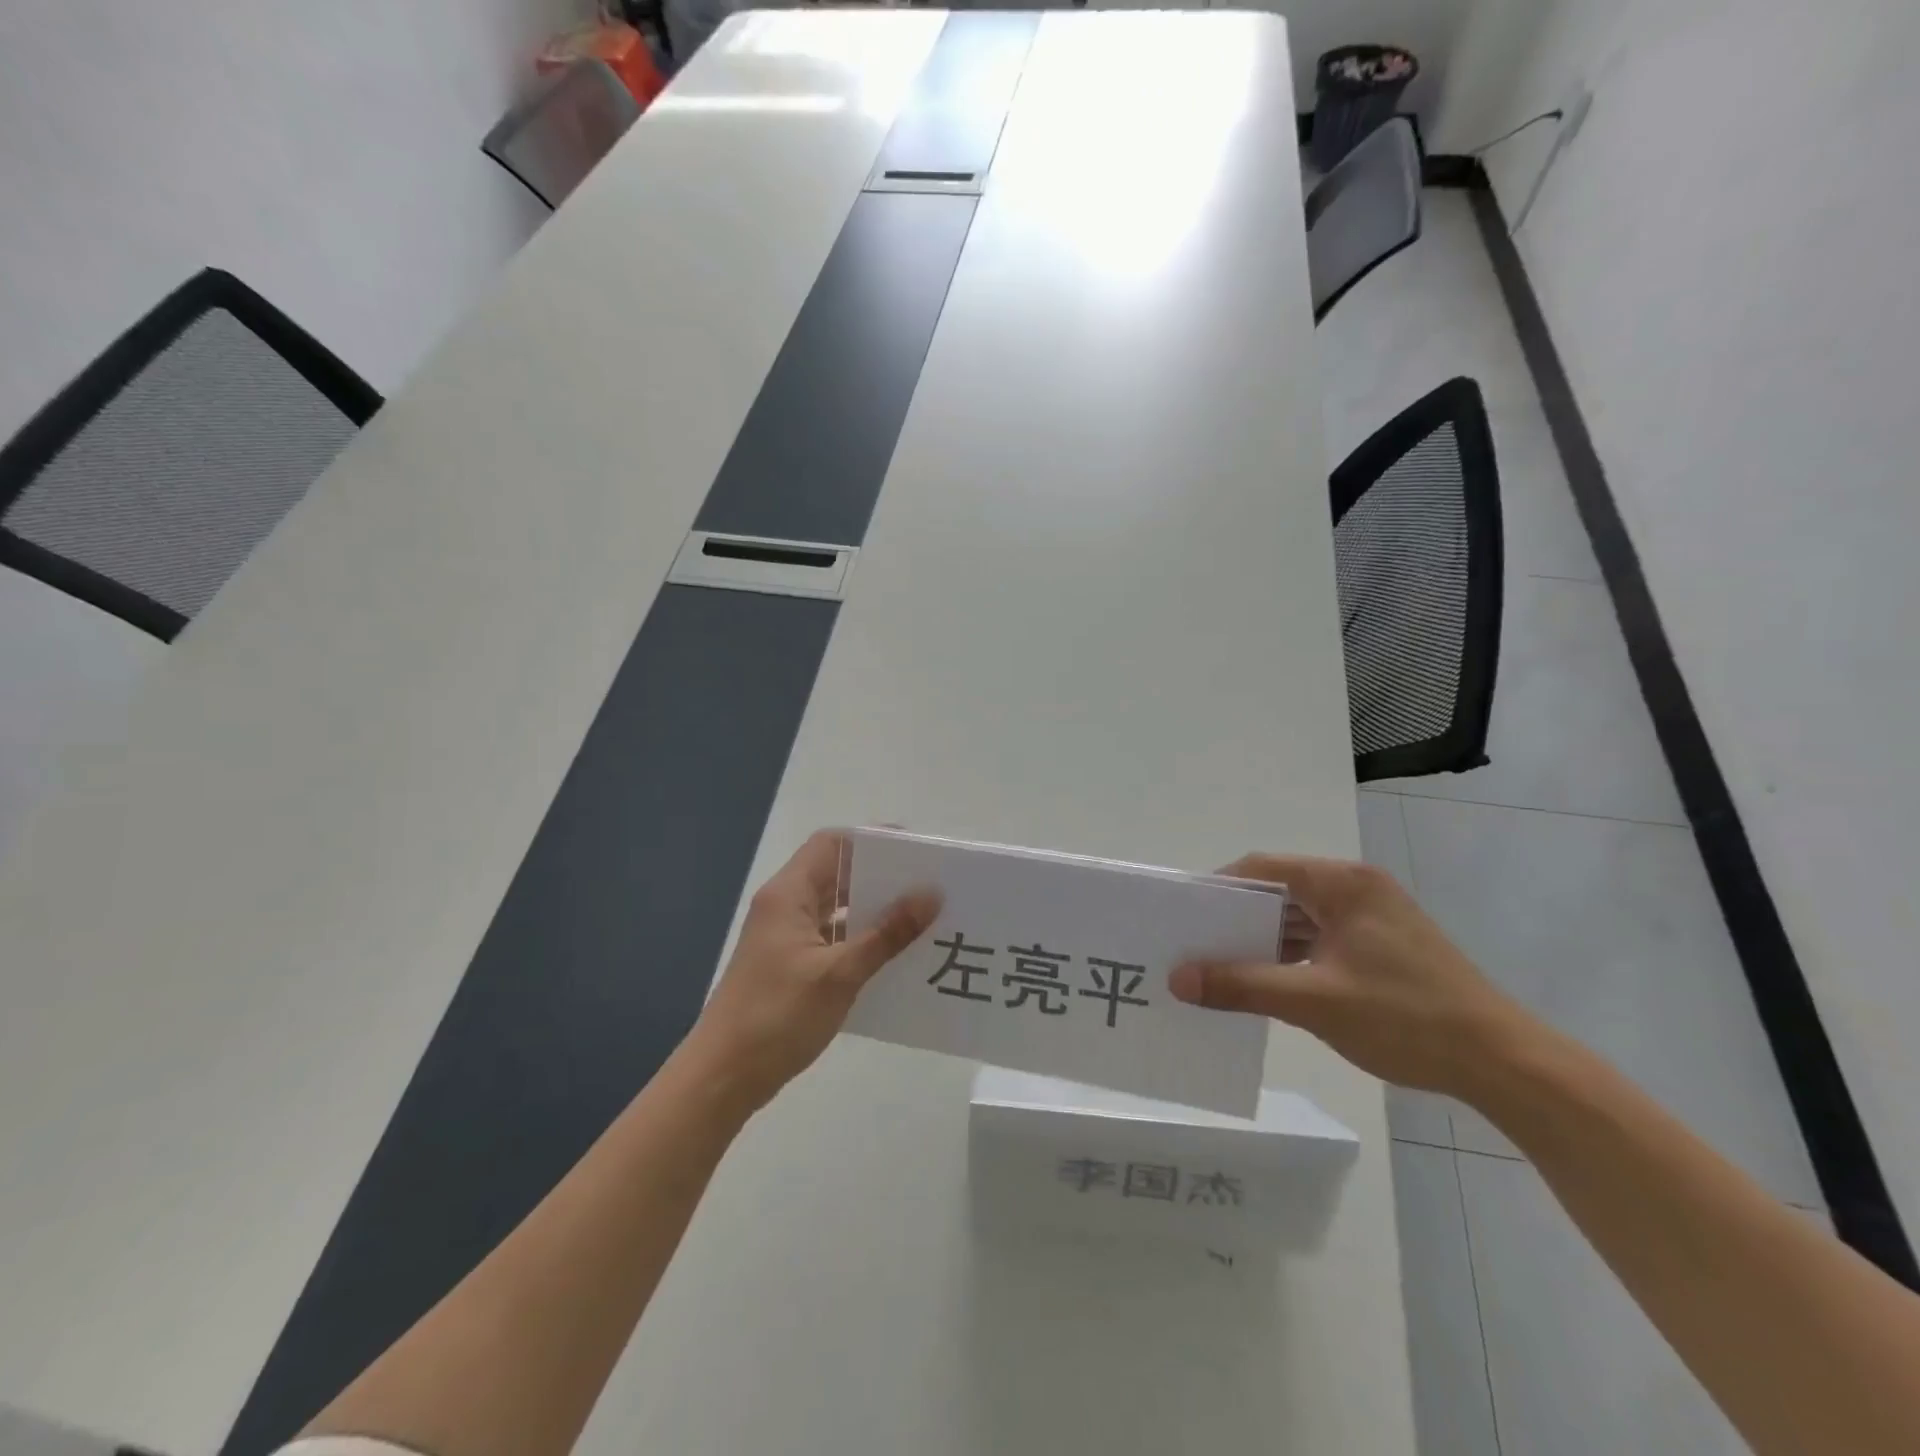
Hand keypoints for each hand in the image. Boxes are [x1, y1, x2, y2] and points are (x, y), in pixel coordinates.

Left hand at [679, 830, 939, 1114]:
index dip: (870, 840)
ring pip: (835, 908)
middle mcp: (784, 907)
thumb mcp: (839, 973)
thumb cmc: (777, 1016)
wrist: (722, 1078)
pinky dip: (859, 940)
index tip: (913, 850)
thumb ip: (887, 934)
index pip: (831, 844)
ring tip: (920, 918)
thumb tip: (931, 894)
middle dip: (879, 876)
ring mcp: (785, 937)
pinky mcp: (789, 965)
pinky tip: (892, 956)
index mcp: (788, 894)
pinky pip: (831, 938)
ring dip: (872, 911)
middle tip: (927, 885)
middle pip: (835, 873)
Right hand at [1169, 853, 1539, 1099]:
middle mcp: (1356, 888)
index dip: (1217, 888)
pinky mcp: (1381, 944)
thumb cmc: (1406, 1018)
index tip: (1183, 916)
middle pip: (1278, 890)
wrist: (1504, 1063)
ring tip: (1219, 966)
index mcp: (1342, 883)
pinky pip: (1319, 938)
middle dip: (1235, 918)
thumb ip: (1241, 985)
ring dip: (1262, 940)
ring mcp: (1372, 917)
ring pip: (1298, 916)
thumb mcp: (1314, 1001)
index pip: (1261, 868)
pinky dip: (1289, 955)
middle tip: (1194, 944)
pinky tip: (1265, 982)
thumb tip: (1176, 979)